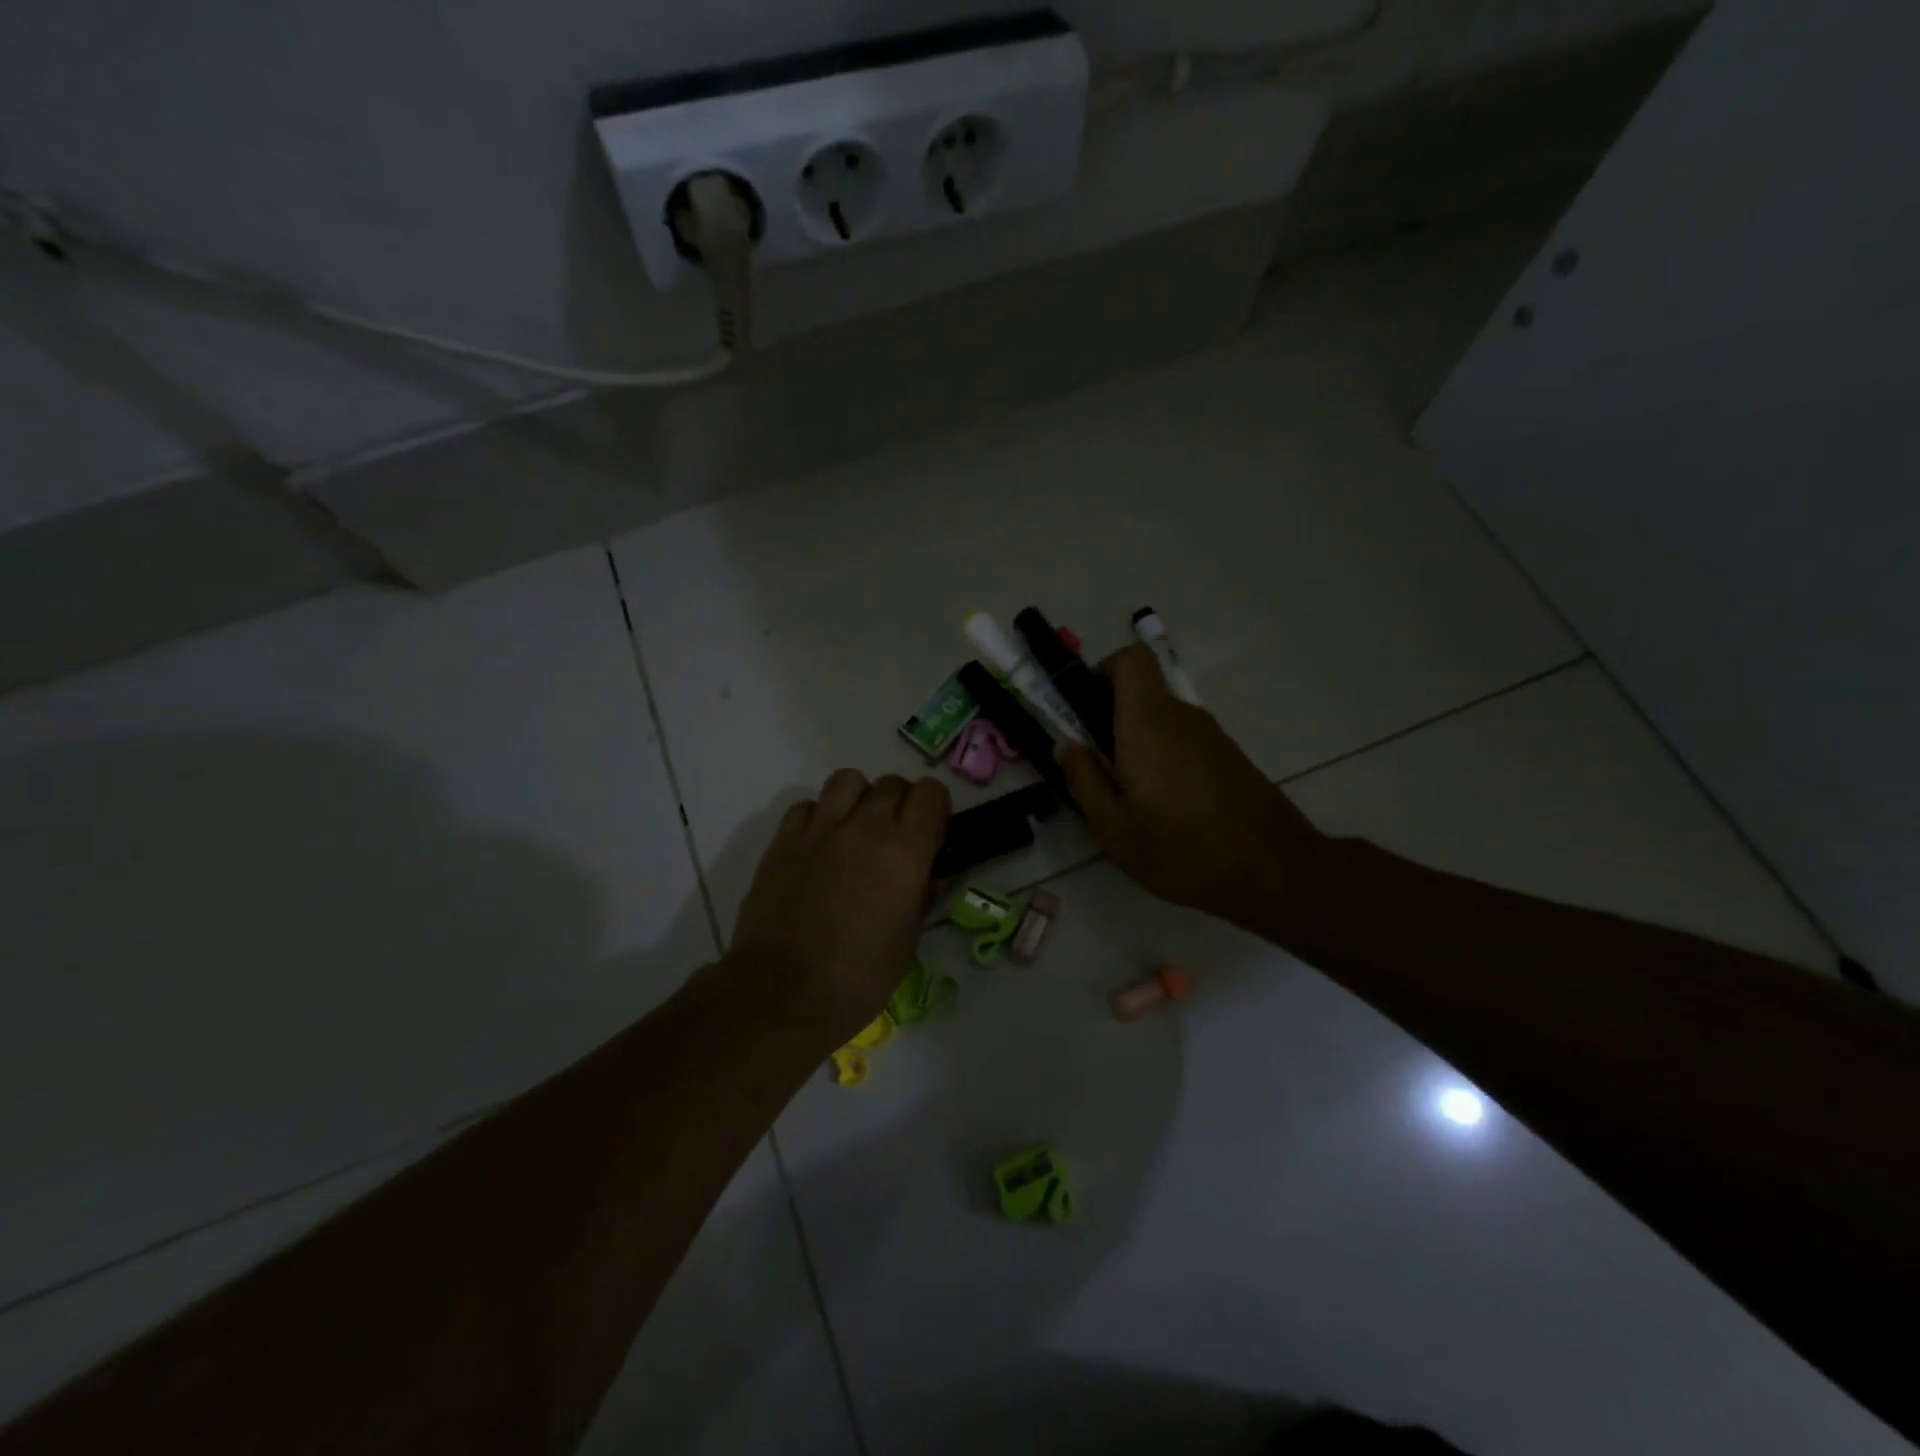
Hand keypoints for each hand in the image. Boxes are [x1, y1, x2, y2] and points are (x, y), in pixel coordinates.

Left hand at [725, 769, 950, 1051]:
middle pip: (891, 783)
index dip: (935, 808)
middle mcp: (865, 827)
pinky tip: (818, 846)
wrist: (783, 994)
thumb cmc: (859, 978)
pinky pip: (807, 806)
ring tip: (855, 830)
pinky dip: (819, 817)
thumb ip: (923, 897)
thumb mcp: (907, 942)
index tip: (931, 833)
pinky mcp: (783, 841)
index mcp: (905, 851)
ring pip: (847, 780)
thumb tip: (934, 875)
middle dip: (900, 803)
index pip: (930, 793)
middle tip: (895, 837)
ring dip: (859, 798)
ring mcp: (820, 829)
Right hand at [1058, 646, 1328, 934]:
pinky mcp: (1229, 756)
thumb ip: (1084, 779)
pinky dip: (1165, 756)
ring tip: (1129, 793)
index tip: (1085, 705)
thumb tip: (1065, 743)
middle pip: (1143, 690)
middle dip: (1113, 714)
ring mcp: (1211, 735)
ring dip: (1139, 740)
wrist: (1273, 871)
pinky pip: (1184, 739)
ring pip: (1164, 718)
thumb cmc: (1182, 849)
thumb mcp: (1114, 828)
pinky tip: (1165, 805)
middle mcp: (1181, 717)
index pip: (1131, 659)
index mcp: (1148, 724)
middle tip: (1097, 763)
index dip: (1104, 669)